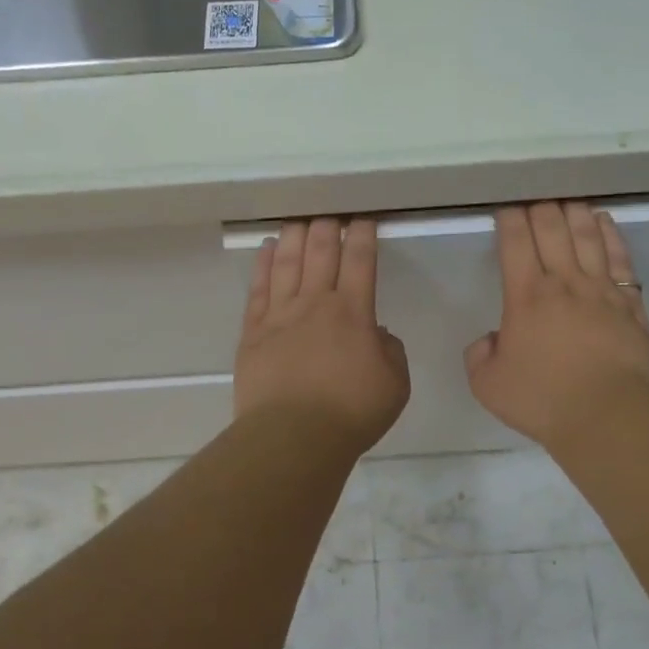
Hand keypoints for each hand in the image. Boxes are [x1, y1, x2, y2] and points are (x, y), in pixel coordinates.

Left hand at [236, 218, 410, 450]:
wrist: (293, 436)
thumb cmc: (351, 413)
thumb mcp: (395, 384)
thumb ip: (390, 351)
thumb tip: (377, 334)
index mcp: (353, 313)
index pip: (360, 261)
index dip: (363, 235)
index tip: (363, 218)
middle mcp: (315, 303)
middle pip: (321, 252)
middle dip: (327, 227)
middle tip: (329, 211)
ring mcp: (280, 315)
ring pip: (287, 263)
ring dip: (295, 236)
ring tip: (298, 218)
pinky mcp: (253, 332)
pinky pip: (258, 289)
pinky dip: (264, 265)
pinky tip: (268, 249)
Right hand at [465, 201, 648, 449]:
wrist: (607, 416)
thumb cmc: (542, 399)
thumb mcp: (487, 384)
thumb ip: (480, 355)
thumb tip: (492, 339)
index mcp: (526, 296)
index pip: (516, 242)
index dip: (510, 218)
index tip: (506, 207)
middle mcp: (564, 282)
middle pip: (553, 229)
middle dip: (540, 206)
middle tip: (535, 196)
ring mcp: (602, 290)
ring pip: (588, 236)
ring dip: (575, 212)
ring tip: (568, 199)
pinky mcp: (630, 303)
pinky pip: (621, 258)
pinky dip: (611, 235)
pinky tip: (604, 223)